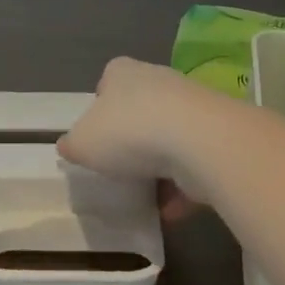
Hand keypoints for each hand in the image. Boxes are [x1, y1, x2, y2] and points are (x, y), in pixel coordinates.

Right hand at [59, 57, 228, 216]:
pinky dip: (181, 186)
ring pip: (168, 138)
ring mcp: (190, 107)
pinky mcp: (214, 134)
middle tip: (119, 168)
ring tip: (144, 196)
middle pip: (140, 109)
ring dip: (159, 167)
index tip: (97, 135)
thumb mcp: (83, 142)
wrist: (198, 141)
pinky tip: (169, 210)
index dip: (101, 107)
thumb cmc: (129, 131)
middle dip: (132, 138)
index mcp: (122, 73)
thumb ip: (73, 144)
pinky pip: (192, 163)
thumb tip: (69, 145)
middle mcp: (158, 81)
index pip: (108, 81)